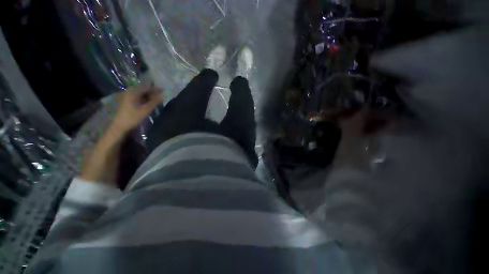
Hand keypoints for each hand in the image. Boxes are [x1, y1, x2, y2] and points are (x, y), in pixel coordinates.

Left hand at [111, 85, 163, 133]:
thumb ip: (154, 102)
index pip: (146, 87)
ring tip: (155, 98)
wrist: (118, 126)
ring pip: (139, 93)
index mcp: (132, 93)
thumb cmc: (132, 118)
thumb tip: (163, 96)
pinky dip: (143, 98)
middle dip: (152, 91)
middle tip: (160, 94)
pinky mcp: (125, 101)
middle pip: (142, 89)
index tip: (163, 90)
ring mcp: (126, 96)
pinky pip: (136, 96)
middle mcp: (128, 92)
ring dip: (148, 95)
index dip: (155, 88)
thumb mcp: (145, 110)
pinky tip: (147, 101)